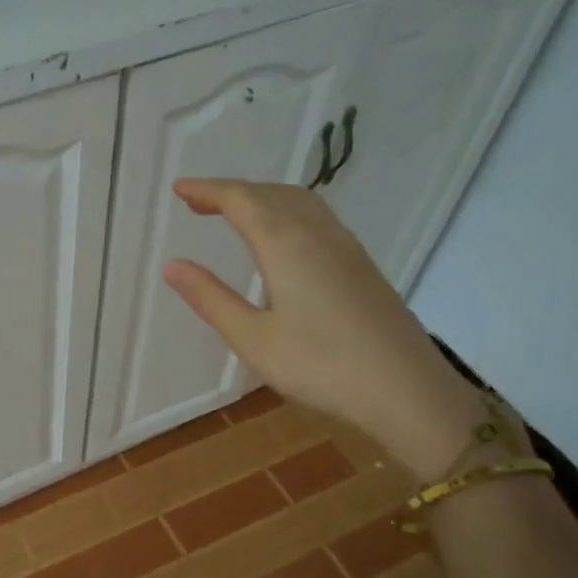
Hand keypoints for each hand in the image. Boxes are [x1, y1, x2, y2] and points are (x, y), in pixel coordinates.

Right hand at [162, 179, 483, 482]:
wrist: (405, 388)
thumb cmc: (320, 364)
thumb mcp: (253, 338)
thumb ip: (211, 298)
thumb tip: (172, 264)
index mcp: (285, 243)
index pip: (241, 200)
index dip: (207, 190)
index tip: (179, 189)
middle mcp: (317, 233)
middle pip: (270, 194)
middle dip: (232, 191)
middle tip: (199, 202)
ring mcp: (345, 247)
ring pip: (299, 202)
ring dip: (262, 198)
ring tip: (235, 213)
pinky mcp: (361, 266)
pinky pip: (317, 218)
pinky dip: (287, 212)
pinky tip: (283, 238)